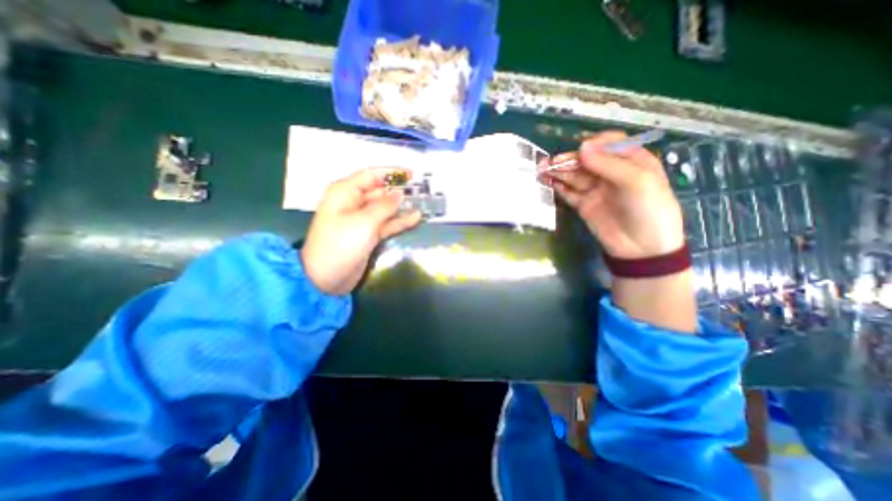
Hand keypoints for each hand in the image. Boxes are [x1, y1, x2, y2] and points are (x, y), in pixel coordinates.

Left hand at [300, 168, 422, 295]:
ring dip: (402, 206)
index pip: (372, 175)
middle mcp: (354, 202)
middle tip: (423, 190)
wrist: (326, 277)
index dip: (392, 172)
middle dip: (400, 190)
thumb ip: (385, 205)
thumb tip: (400, 193)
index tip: (412, 173)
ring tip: (423, 202)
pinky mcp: (369, 234)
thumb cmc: (341, 244)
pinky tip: (416, 217)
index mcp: (346, 192)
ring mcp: (362, 220)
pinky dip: (400, 221)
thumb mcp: (364, 221)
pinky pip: (387, 223)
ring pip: (386, 208)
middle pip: (380, 191)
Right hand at [544, 130, 683, 257]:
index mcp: (631, 161)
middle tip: (549, 162)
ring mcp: (596, 190)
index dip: (594, 144)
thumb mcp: (637, 182)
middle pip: (587, 160)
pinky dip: (558, 186)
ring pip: (574, 176)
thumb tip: (581, 148)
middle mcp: (611, 173)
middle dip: (568, 159)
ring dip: (558, 171)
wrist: (642, 248)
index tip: (581, 150)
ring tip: (541, 170)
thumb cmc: (649, 210)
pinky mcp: (584, 205)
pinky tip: (548, 182)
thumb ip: (609, 164)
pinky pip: (569, 192)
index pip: (610, 144)